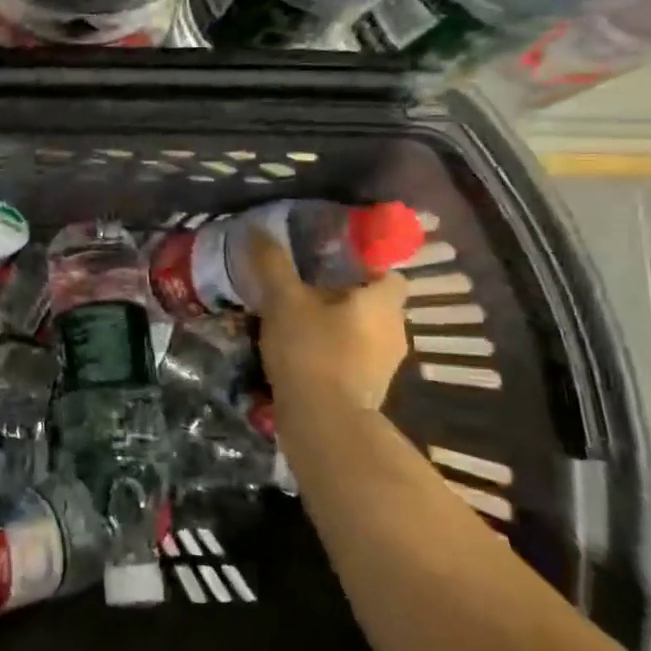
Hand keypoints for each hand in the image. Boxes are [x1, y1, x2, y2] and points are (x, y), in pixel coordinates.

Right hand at [246, 228, 408, 413]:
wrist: (324, 422)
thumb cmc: (312, 349)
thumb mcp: (283, 299)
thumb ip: (272, 263)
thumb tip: (255, 229)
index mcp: (384, 302)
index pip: (388, 272)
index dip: (363, 266)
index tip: (330, 265)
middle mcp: (395, 330)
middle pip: (374, 303)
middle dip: (344, 296)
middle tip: (305, 290)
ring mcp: (386, 365)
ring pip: (364, 333)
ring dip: (339, 327)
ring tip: (299, 322)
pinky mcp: (370, 390)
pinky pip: (354, 359)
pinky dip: (334, 354)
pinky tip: (302, 354)